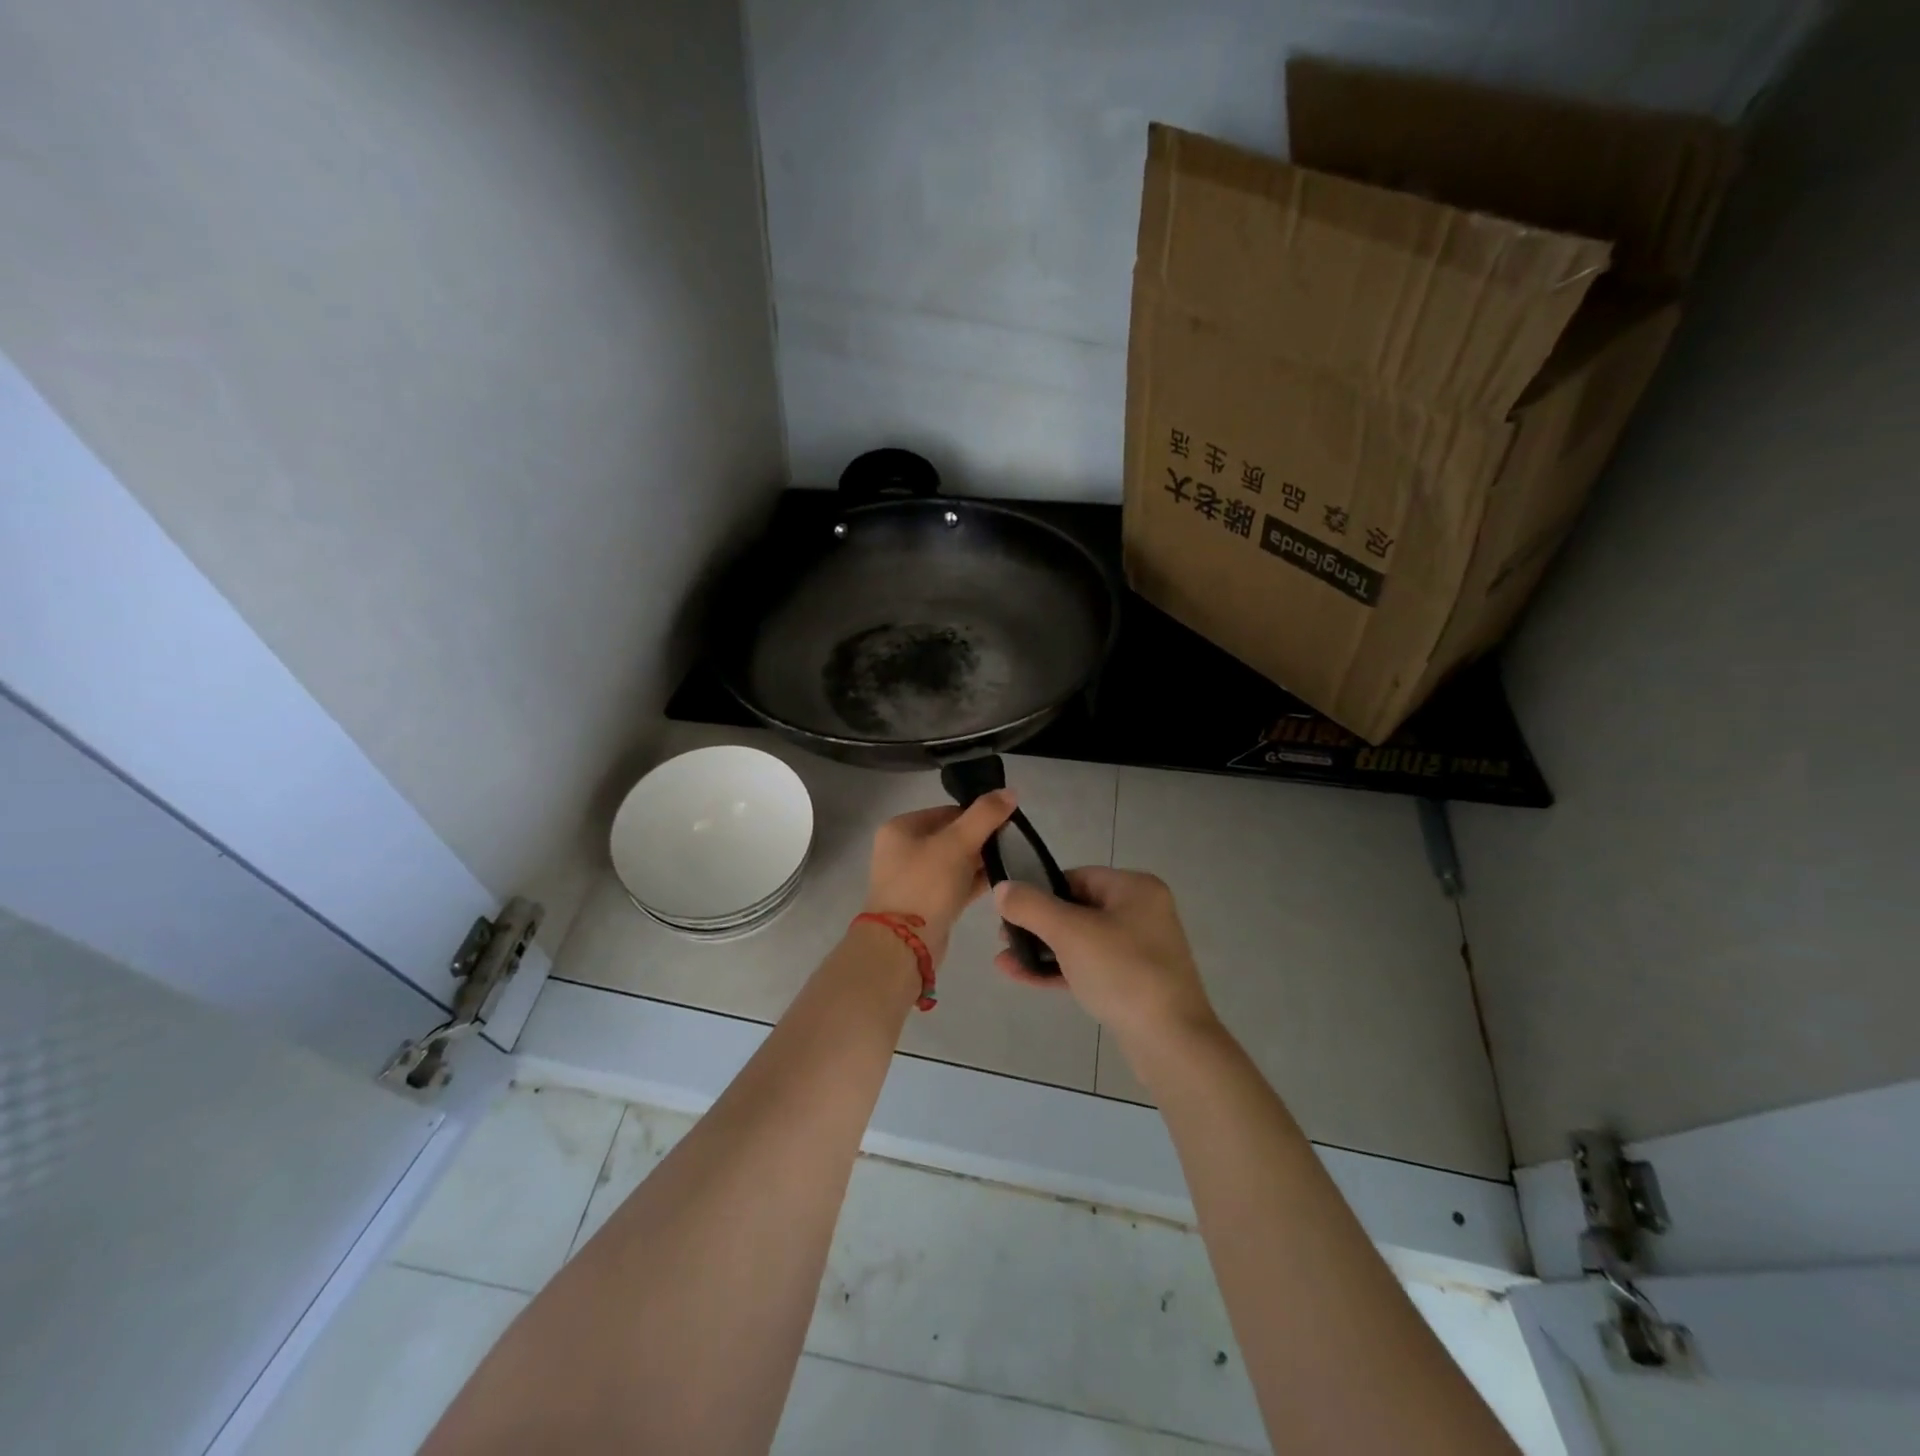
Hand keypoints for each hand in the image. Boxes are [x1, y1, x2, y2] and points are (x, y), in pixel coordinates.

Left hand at [863, 791, 1017, 966]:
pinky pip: (956, 884)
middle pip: (951, 836)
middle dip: (981, 839)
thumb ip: (984, 816)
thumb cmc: (925, 884)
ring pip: (955, 862)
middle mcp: (904, 850)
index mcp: (901, 828)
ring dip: (980, 861)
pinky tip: (1002, 881)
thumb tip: (1010, 791)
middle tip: (1012, 843)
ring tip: (1012, 861)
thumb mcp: (957, 843)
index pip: (946, 811)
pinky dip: (975, 881)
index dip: (977, 815)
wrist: (903, 945)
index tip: (1006, 823)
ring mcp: (915, 879)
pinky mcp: (927, 904)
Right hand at [993, 868, 1216, 1049]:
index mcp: (1135, 889)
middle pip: (1077, 908)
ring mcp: (1140, 950)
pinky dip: (1059, 969)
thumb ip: (1031, 906)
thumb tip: (1002, 888)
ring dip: (1042, 949)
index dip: (1040, 890)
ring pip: (1081, 941)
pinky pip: (1089, 966)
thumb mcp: (1070, 932)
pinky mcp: (1134, 983)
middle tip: (1004, 938)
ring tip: (1005, 961)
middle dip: (1037, 924)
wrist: (1171, 1042)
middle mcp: (1142, 913)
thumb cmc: (1122, 972)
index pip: (1077, 876)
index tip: (1011, 910)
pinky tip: (1024, 977)